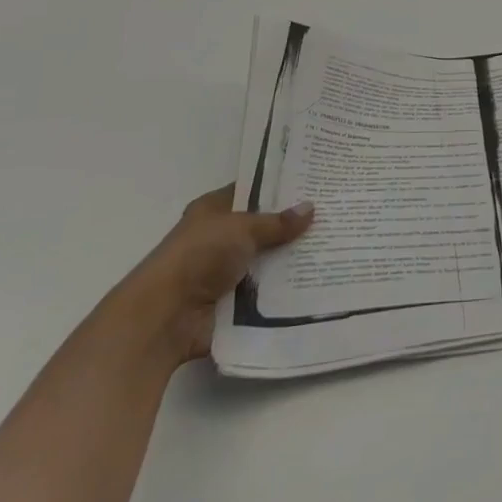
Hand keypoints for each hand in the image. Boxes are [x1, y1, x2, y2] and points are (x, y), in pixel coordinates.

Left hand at [111, 184, 313, 367]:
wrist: (165, 317)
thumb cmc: (198, 257)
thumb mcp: (242, 228)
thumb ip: (277, 222)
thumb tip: (310, 208)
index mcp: (214, 210)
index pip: (252, 191)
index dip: (280, 187)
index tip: (314, 183)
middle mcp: (220, 238)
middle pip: (264, 227)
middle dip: (294, 225)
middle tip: (333, 214)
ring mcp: (227, 272)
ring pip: (269, 260)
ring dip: (293, 259)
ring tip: (335, 247)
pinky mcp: (234, 303)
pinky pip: (268, 291)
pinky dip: (287, 289)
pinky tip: (319, 280)